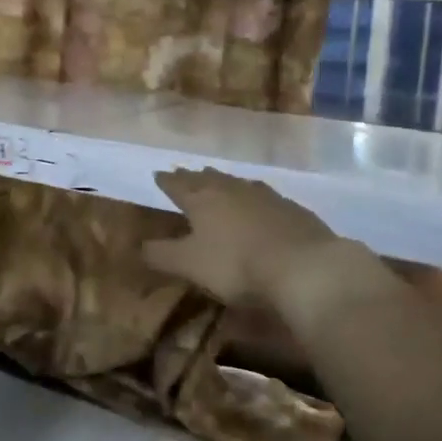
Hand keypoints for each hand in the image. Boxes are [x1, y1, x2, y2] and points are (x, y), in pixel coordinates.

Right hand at [142, 168, 405, 333]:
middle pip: (208, 179)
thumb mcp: (189, 265)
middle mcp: (231, 190)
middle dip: (194, 177)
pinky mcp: (293, 209)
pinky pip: (265, 196)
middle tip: (185, 173)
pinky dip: (254, 197)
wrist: (304, 267)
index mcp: (202, 200)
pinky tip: (260, 202)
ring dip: (224, 182)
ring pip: (238, 183)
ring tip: (218, 181)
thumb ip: (161, 254)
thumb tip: (137, 245)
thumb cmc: (236, 265)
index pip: (178, 185)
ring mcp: (265, 196)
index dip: (166, 182)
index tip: (158, 174)